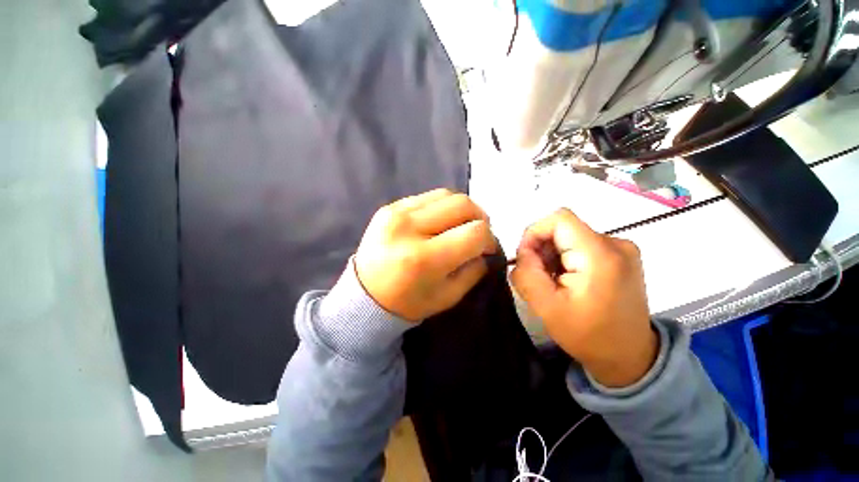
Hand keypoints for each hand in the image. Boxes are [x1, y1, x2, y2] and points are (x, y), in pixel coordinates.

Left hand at [354, 189, 496, 321]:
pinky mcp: (389, 207)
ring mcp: (397, 213)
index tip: (487, 248)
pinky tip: (439, 222)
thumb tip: (486, 247)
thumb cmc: (408, 303)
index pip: (474, 232)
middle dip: (480, 218)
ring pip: (447, 195)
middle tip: (477, 233)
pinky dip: (442, 207)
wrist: (365, 296)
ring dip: (461, 210)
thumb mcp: (448, 296)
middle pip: (463, 205)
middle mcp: (410, 228)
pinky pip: (427, 197)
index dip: (489, 239)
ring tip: (459, 226)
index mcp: (425, 258)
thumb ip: (474, 269)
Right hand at [510, 209, 657, 387]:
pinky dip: (565, 259)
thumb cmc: (588, 336)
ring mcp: (622, 249)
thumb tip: (522, 252)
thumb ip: (526, 274)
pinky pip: (581, 245)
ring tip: (553, 282)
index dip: (534, 233)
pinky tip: (566, 280)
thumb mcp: (546, 308)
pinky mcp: (620, 256)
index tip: (527, 259)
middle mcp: (616, 243)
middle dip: (542, 249)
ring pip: (569, 236)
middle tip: (539, 277)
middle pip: (563, 228)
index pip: (559, 219)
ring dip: (552, 255)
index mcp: (600, 255)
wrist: (629, 357)